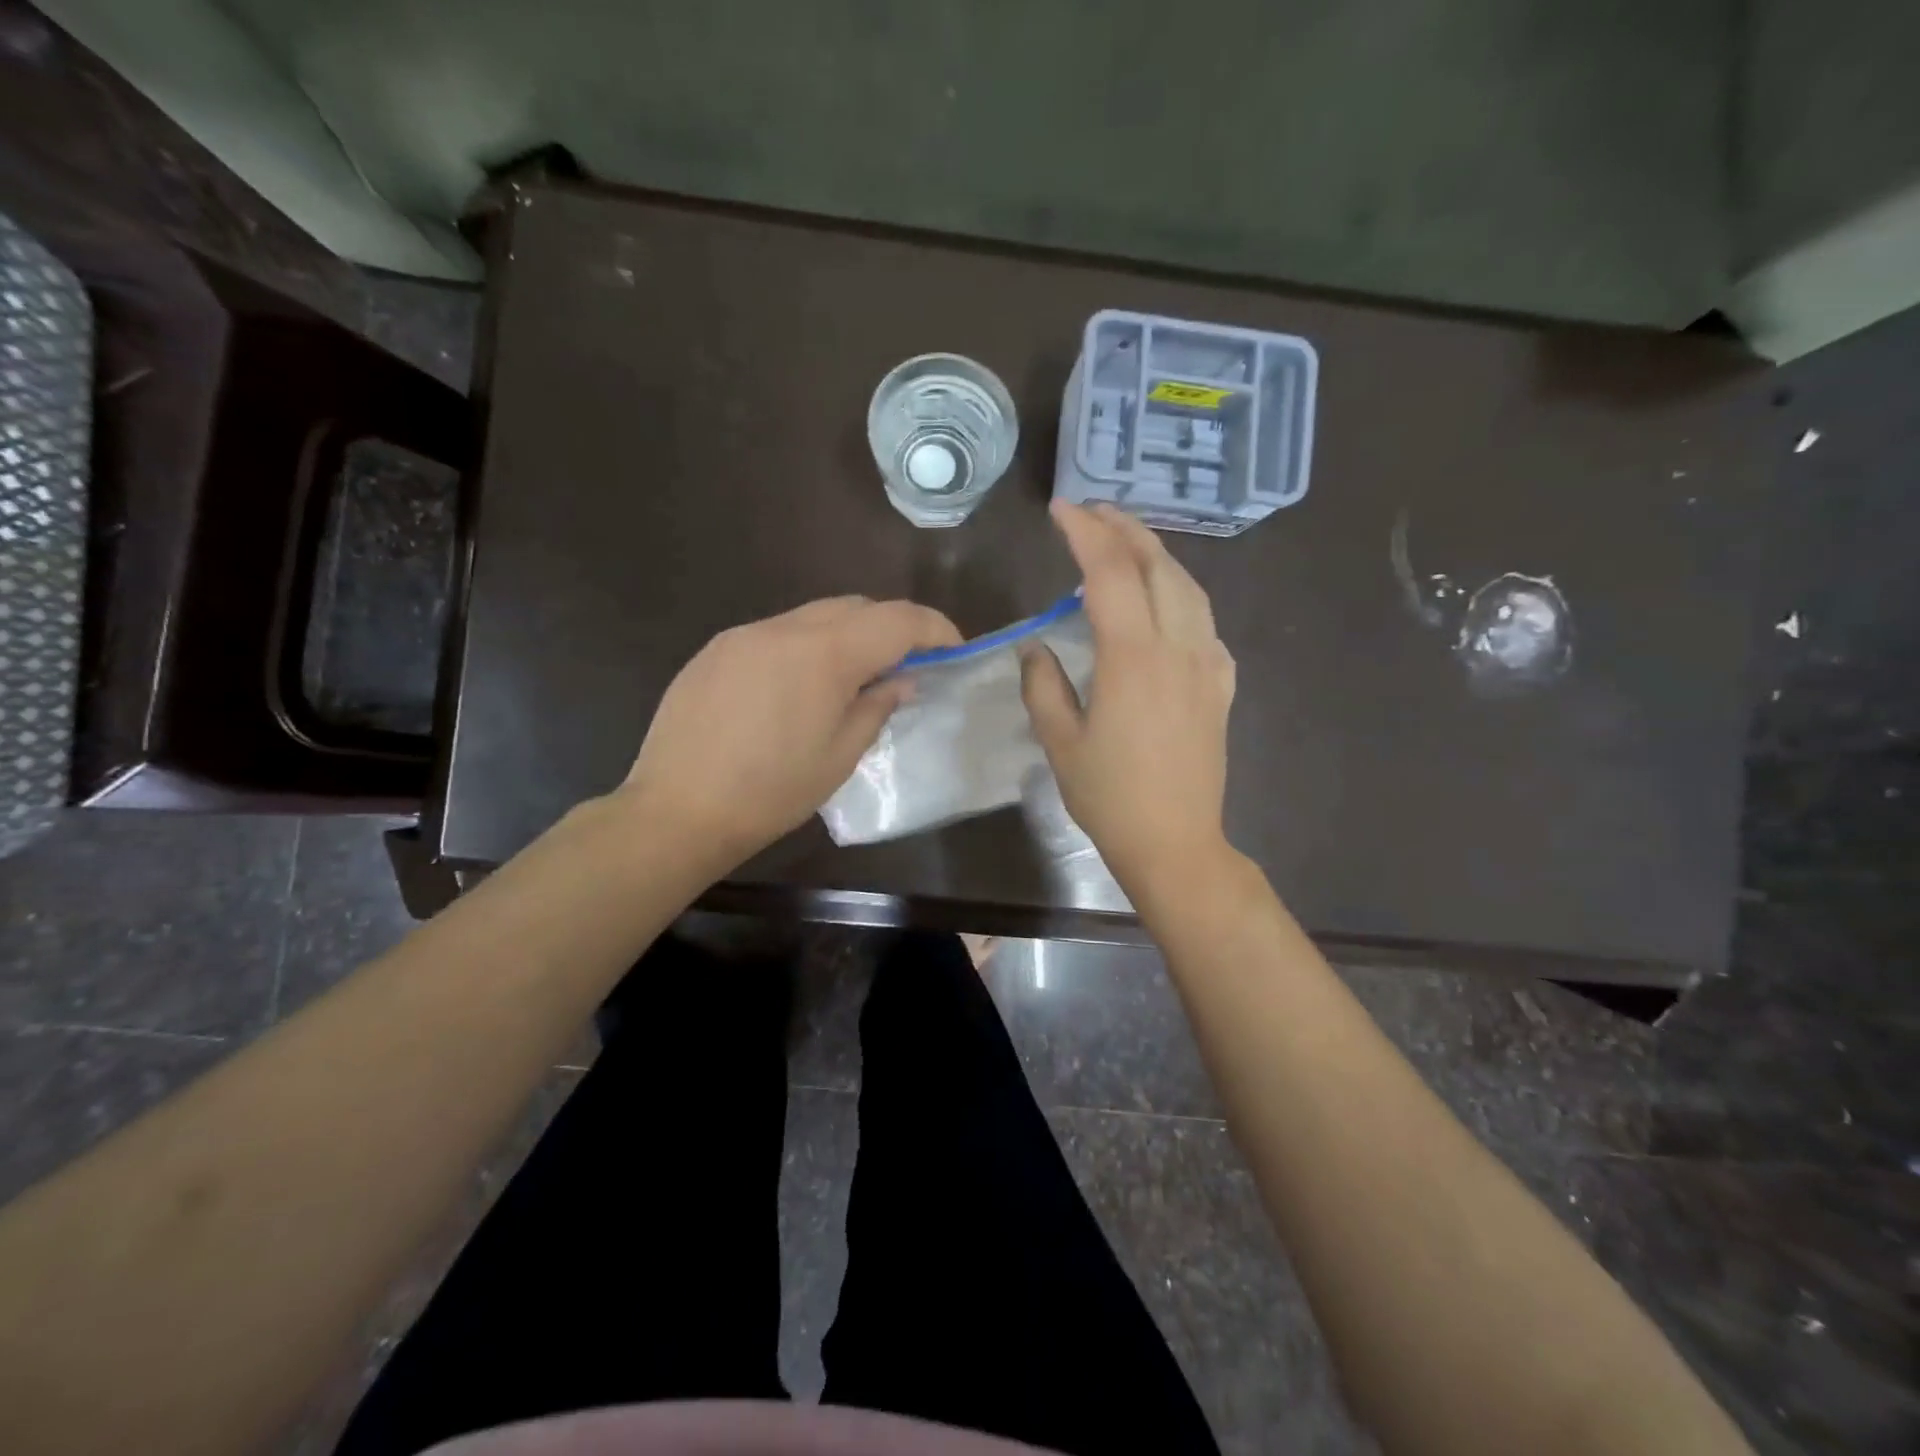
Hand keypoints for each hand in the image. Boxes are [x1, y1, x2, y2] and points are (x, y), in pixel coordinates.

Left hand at [621, 596, 960, 866]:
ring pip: (814, 616)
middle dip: (890, 628)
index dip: (934, 628)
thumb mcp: (839, 756)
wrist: (677, 810)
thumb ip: (876, 706)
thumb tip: (901, 680)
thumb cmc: (771, 793)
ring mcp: (745, 634)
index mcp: (824, 655)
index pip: (897, 619)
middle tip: (905, 667)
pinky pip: (777, 633)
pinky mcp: (717, 649)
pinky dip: (805, 647)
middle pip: (856, 607)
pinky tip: (798, 689)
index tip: (953, 649)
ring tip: (852, 679)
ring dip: (846, 636)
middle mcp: (785, 629)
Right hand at [1022, 501, 1236, 896]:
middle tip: (1093, 512)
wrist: (1176, 842)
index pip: (1109, 572)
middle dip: (1124, 528)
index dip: (1084, 532)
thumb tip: (1037, 647)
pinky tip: (1163, 604)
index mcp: (1132, 657)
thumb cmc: (1110, 797)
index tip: (1060, 510)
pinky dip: (1180, 595)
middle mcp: (1178, 647)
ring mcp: (1209, 664)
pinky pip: (1204, 622)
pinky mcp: (1222, 684)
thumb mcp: (1060, 742)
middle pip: (1158, 565)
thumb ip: (1043, 685)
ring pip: (1189, 586)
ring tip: (1126, 544)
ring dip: (1156, 555)